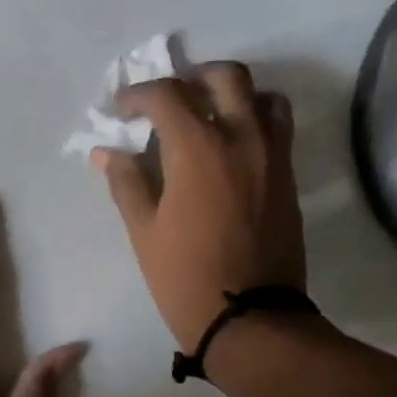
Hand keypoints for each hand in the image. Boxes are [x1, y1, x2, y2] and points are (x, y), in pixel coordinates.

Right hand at [93, 61, 308, 351]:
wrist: (249, 319)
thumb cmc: (185, 279)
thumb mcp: (144, 233)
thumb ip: (126, 183)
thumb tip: (106, 151)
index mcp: (198, 149)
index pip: (167, 95)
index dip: (138, 95)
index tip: (121, 110)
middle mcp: (242, 137)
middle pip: (224, 77)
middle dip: (191, 79)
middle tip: (169, 102)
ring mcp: (273, 155)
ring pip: (261, 95)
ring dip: (232, 94)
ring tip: (208, 117)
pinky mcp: (289, 177)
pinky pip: (278, 127)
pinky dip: (255, 120)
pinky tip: (232, 147)